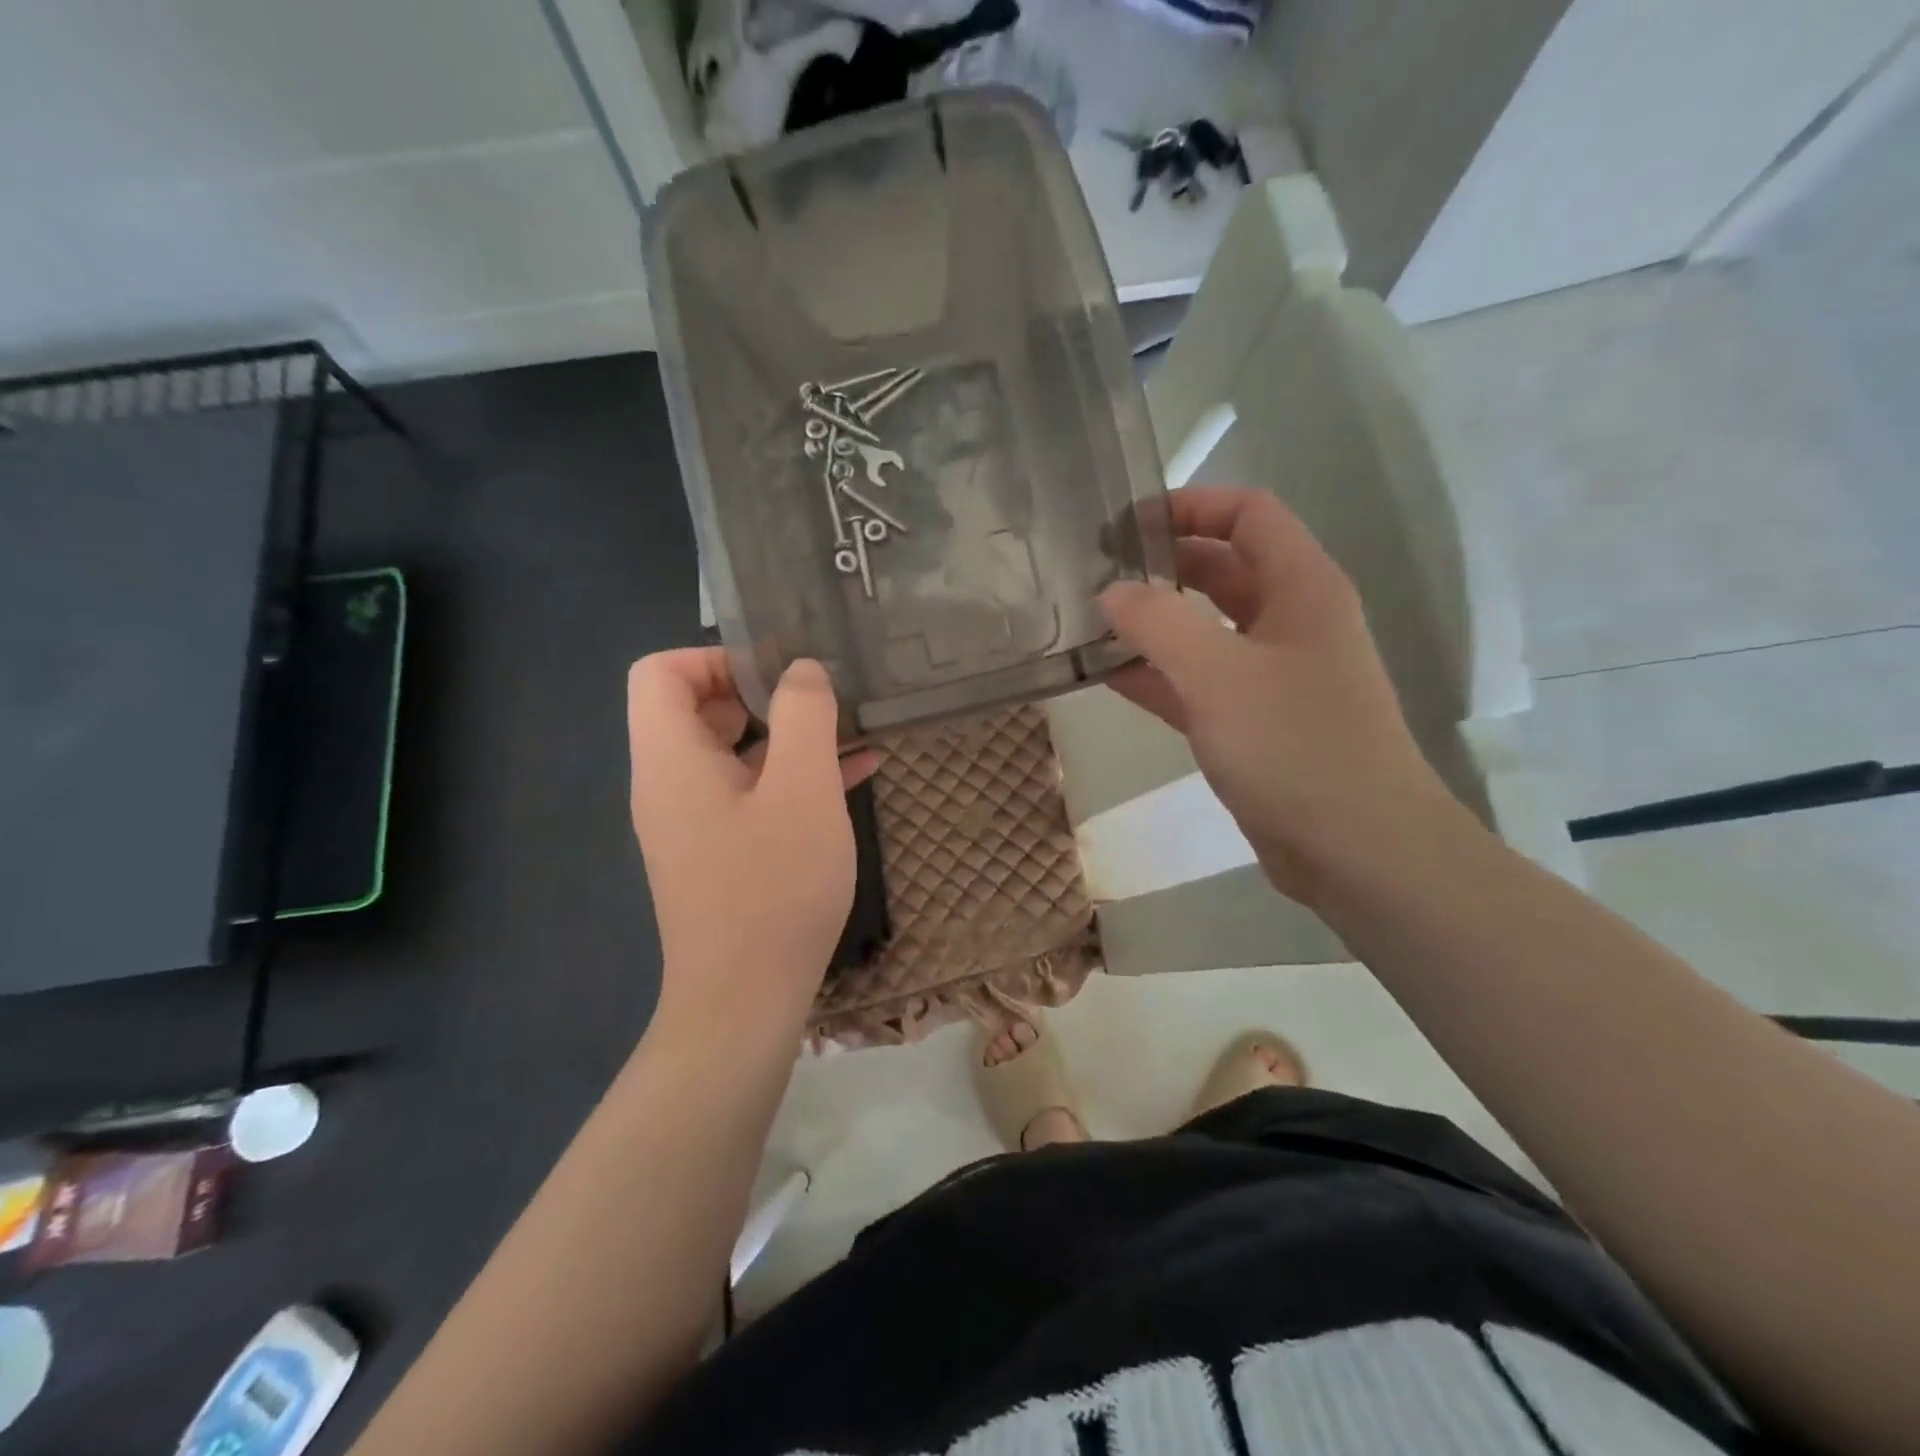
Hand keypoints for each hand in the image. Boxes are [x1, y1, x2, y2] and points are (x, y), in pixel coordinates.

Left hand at [626, 649, 878, 1044]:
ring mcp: (694, 822)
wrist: (745, 1002)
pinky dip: (792, 777)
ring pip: (732, 753)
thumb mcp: (802, 790)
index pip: (660, 672)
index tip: (777, 675)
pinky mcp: (720, 852)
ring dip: (788, 736)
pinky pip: (750, 794)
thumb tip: (801, 671)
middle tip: (818, 700)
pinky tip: (855, 774)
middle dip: (761, 693)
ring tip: (851, 731)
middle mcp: (670, 785)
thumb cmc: (773, 888)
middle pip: (696, 709)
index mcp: (670, 759)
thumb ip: (804, 716)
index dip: (715, 657)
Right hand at [1101, 486, 1458, 905]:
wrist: (1358, 850)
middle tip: (1096, 572)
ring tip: (1090, 621)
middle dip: (1163, 565)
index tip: (1126, 524)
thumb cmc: (1297, 746)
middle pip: (1222, 569)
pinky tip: (1107, 676)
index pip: (1248, 514)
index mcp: (1302, 587)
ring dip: (1154, 623)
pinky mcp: (1253, 723)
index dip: (1190, 506)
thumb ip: (1159, 625)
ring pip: (1205, 630)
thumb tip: (1112, 592)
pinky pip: (1197, 682)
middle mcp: (1290, 621)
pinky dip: (1157, 675)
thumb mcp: (1219, 675)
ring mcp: (1271, 675)